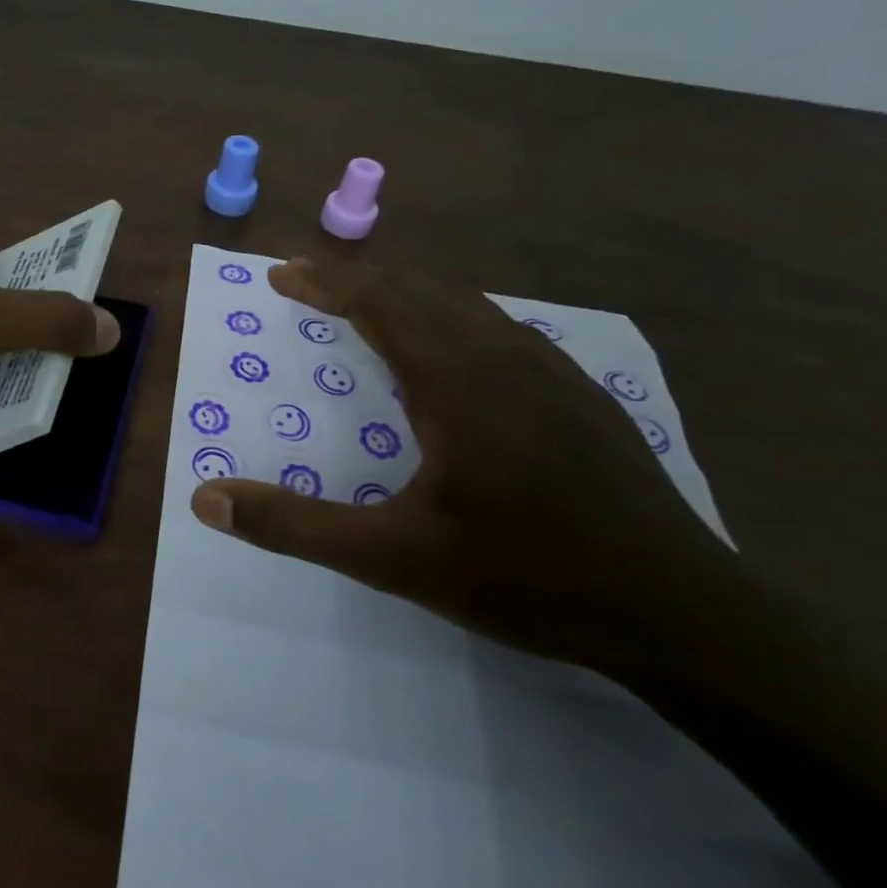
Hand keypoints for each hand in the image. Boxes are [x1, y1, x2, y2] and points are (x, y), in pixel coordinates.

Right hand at [190, 257, 737, 675]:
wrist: (680, 614)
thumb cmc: (525, 578)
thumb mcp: (392, 559)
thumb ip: (295, 526)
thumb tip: (206, 498)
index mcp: (455, 381)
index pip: (379, 303)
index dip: (325, 283)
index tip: (282, 273)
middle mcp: (503, 357)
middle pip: (420, 291)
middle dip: (358, 279)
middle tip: (312, 281)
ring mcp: (554, 373)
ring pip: (467, 305)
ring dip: (409, 294)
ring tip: (372, 303)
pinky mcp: (583, 397)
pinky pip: (504, 330)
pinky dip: (457, 318)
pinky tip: (459, 350)